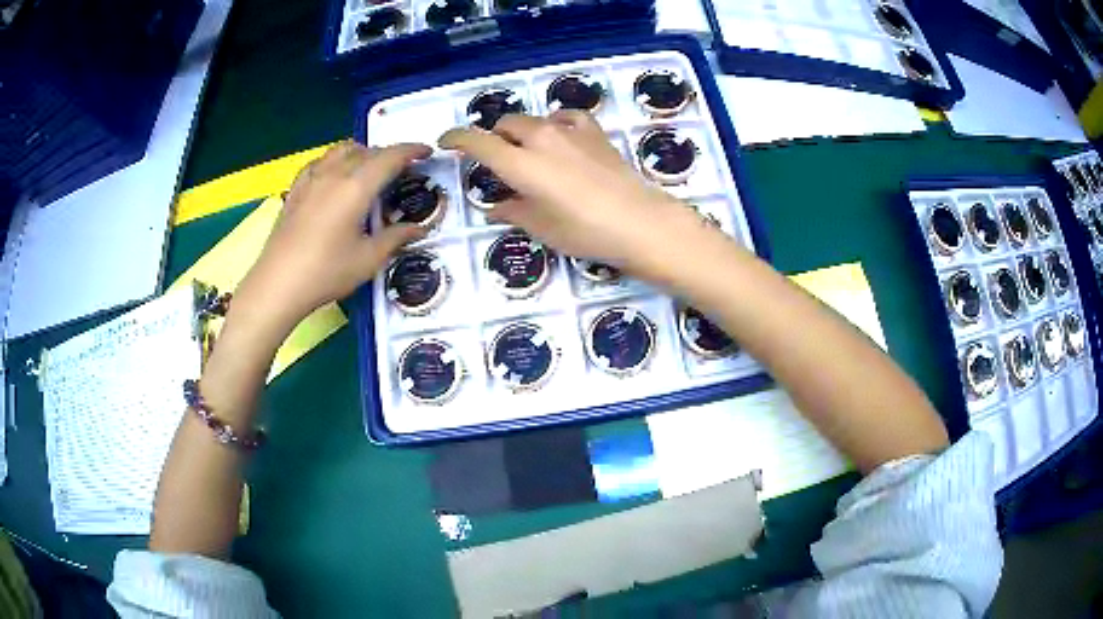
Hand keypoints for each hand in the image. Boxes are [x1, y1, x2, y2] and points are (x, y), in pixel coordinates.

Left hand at [232, 141, 429, 336]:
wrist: (278, 284)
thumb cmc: (326, 272)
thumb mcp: (368, 259)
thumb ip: (395, 238)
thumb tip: (418, 228)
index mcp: (356, 187)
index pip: (390, 157)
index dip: (411, 151)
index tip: (426, 152)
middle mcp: (334, 174)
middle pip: (366, 151)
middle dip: (388, 154)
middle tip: (402, 169)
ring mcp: (311, 180)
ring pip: (341, 150)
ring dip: (362, 152)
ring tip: (370, 168)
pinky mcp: (296, 190)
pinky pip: (320, 162)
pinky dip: (336, 160)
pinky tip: (335, 176)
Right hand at [439, 112, 701, 274]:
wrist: (639, 222)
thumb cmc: (584, 232)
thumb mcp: (541, 228)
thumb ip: (512, 211)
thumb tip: (495, 207)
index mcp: (519, 163)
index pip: (477, 141)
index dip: (457, 138)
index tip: (446, 141)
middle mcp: (539, 137)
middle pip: (505, 125)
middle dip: (495, 137)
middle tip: (499, 161)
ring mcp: (569, 130)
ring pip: (533, 119)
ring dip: (524, 133)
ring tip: (532, 154)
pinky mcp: (594, 131)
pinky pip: (565, 117)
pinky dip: (555, 125)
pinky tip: (561, 139)